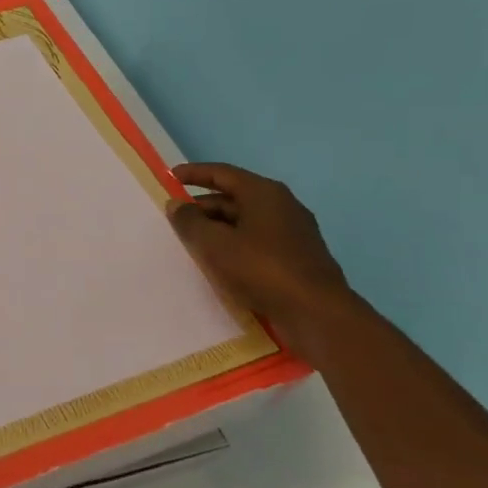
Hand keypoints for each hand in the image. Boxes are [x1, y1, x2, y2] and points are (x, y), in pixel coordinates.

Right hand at [168, 163, 357, 356]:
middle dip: (203, 206)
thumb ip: (190, 221)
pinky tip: (221, 262)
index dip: (194, 173)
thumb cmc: (261, 269)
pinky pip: (258, 241)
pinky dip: (235, 244)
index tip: (171, 176)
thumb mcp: (214, 244)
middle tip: (177, 218)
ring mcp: (293, 232)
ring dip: (218, 228)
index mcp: (264, 193)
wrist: (316, 313)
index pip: (223, 173)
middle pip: (235, 197)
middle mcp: (282, 206)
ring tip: (193, 242)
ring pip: (246, 221)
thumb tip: (176, 205)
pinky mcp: (297, 257)